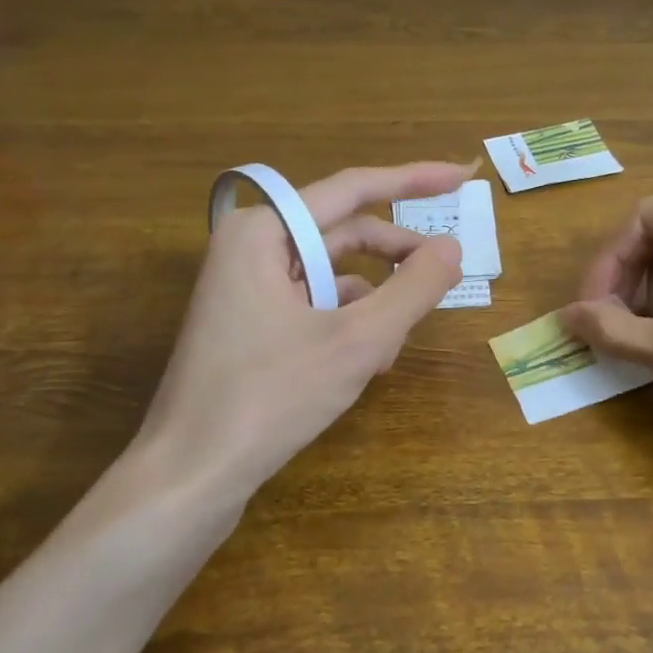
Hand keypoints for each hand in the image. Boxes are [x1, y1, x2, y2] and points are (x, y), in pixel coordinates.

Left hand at [136, 162, 466, 505]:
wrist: (190, 475)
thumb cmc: (271, 398)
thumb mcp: (357, 342)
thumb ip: (412, 289)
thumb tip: (452, 248)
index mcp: (264, 231)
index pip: (353, 188)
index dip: (414, 180)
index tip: (462, 177)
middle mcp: (250, 247)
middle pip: (342, 232)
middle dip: (395, 256)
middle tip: (447, 272)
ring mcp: (245, 288)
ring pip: (331, 274)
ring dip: (374, 300)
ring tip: (398, 343)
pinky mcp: (248, 325)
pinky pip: (312, 305)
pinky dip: (348, 324)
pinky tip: (368, 362)